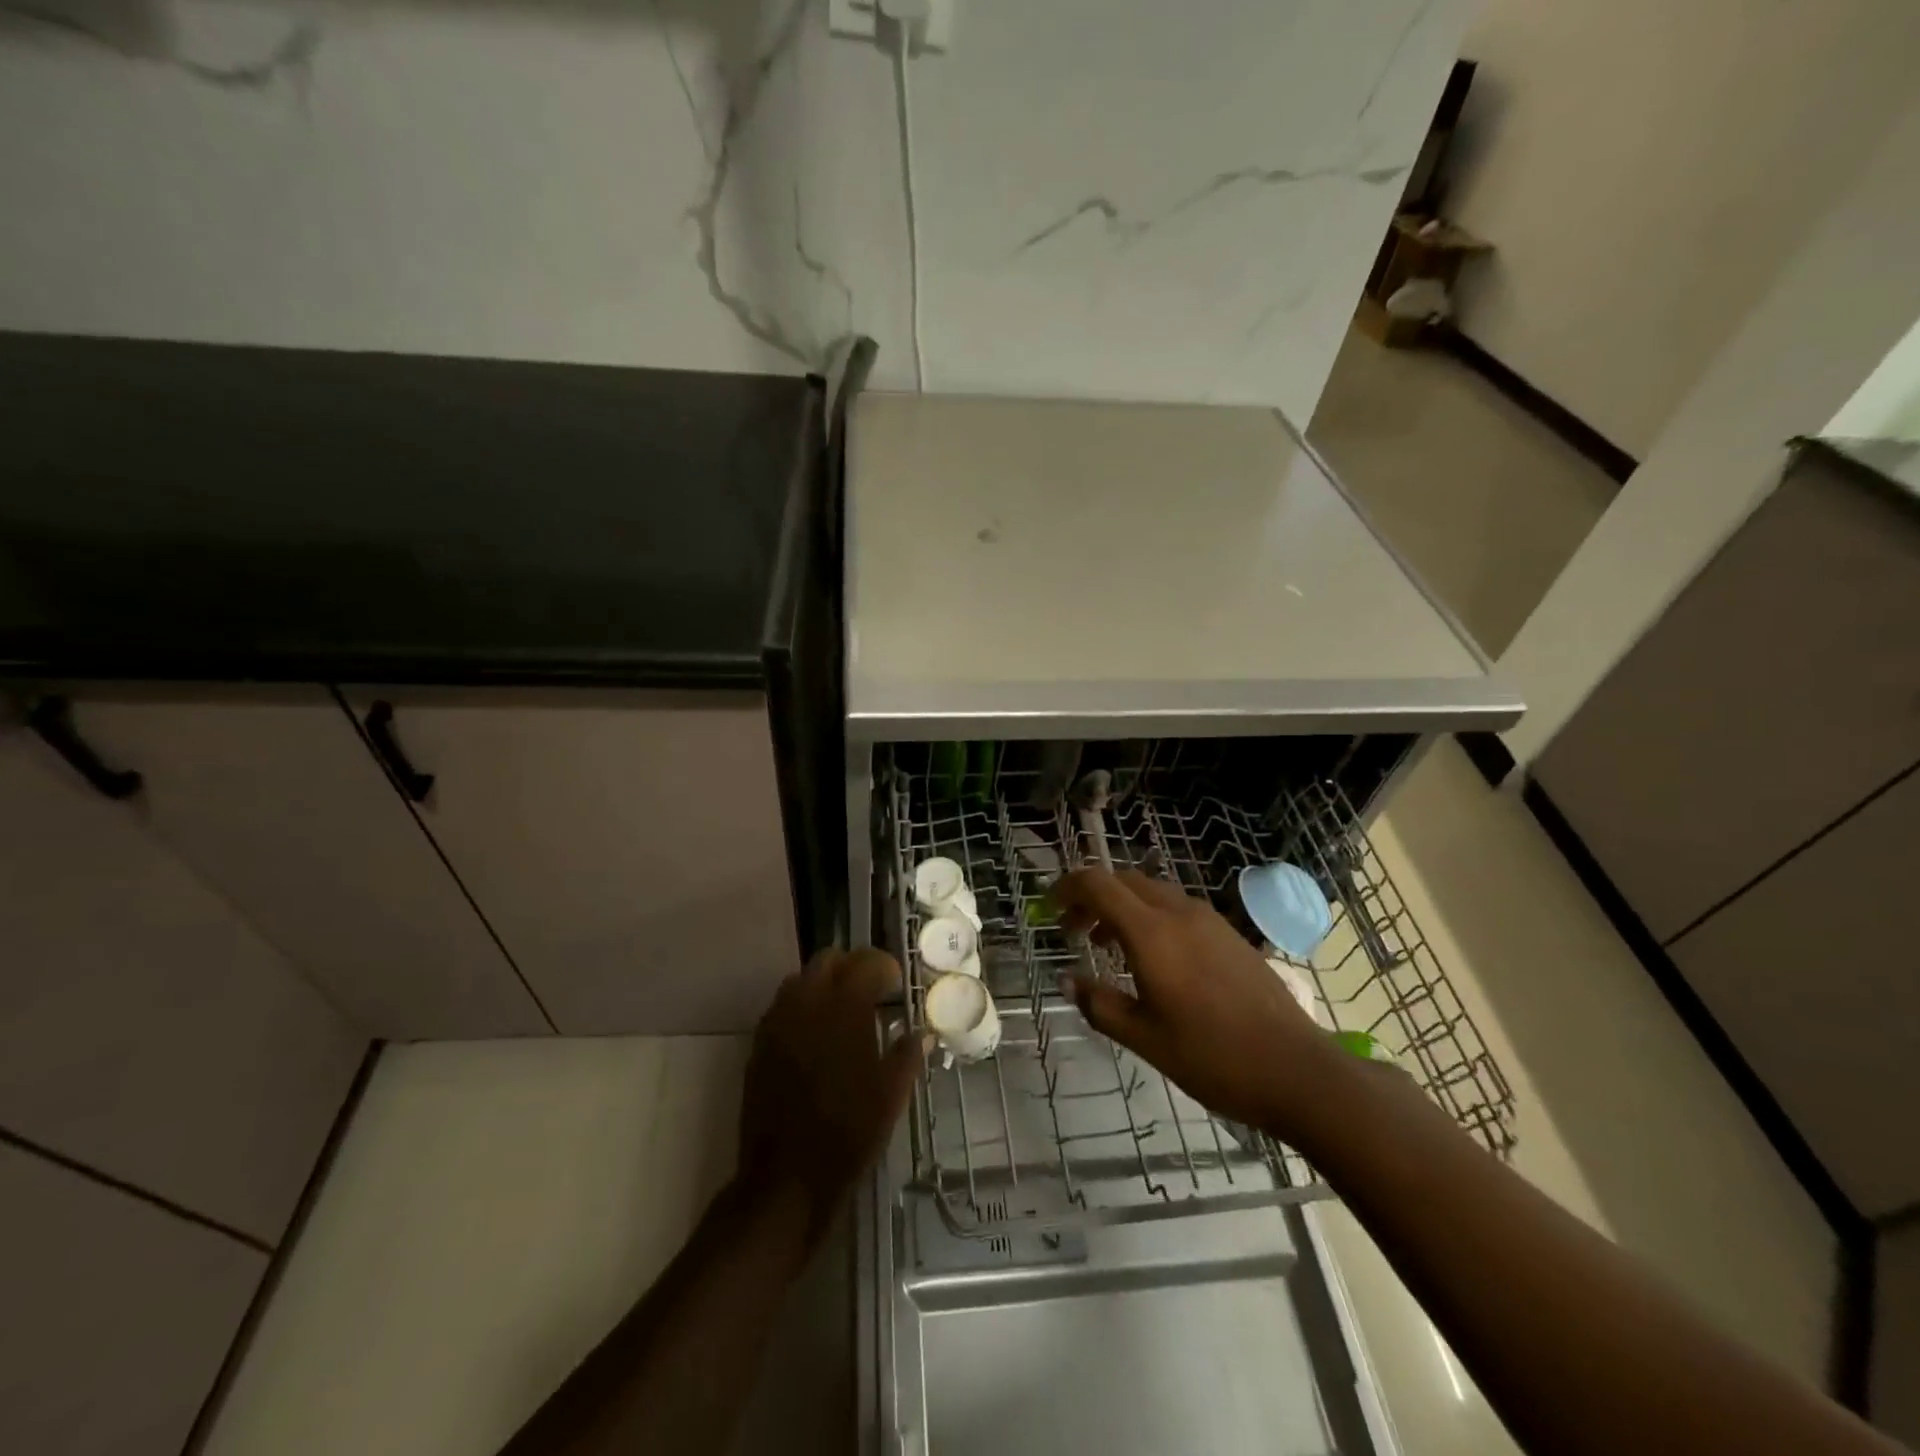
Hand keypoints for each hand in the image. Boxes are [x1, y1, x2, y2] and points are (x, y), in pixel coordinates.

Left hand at [738, 947, 923, 1238]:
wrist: (786, 1178)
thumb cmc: (848, 1133)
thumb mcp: (891, 1094)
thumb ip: (908, 1054)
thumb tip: (922, 1033)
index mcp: (844, 1007)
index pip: (866, 963)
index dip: (885, 967)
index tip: (897, 983)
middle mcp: (807, 1002)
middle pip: (828, 960)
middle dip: (851, 967)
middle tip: (871, 990)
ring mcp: (778, 1022)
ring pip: (801, 979)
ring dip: (823, 984)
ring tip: (842, 1011)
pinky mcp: (759, 1044)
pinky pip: (782, 1007)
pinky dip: (801, 1008)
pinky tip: (816, 1035)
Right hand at [1053, 867, 1341, 1143]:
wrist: (1297, 1070)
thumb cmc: (1213, 1057)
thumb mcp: (1145, 1039)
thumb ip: (1100, 1005)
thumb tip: (1068, 981)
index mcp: (1152, 933)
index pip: (1098, 884)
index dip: (1068, 887)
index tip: (1050, 907)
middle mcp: (1179, 913)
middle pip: (1124, 881)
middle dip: (1092, 897)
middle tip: (1074, 931)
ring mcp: (1209, 920)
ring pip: (1152, 892)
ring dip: (1122, 907)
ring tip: (1108, 946)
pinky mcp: (1229, 934)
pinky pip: (1177, 908)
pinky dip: (1151, 918)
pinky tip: (1154, 959)